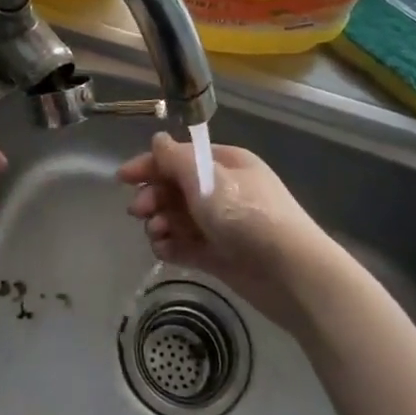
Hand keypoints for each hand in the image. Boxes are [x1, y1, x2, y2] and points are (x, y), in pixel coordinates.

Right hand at [116, 133, 329, 330]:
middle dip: (153, 197)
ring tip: (156, 234)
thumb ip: (176, 160)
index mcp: (226, 164)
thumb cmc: (248, 215)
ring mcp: (222, 224)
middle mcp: (223, 191)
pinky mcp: (221, 256)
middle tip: (138, 211)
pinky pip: (188, 245)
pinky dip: (173, 246)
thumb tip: (158, 140)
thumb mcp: (207, 180)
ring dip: (160, 223)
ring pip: (179, 218)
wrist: (292, 274)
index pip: (180, 158)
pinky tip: (163, 251)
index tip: (123, 178)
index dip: (150, 165)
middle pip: (176, 188)